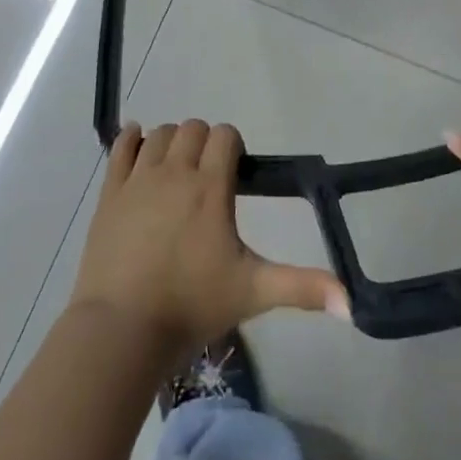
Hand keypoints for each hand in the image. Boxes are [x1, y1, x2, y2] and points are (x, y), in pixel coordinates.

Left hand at [70, 120, 348, 358]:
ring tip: (176, 170)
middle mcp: (175, 171)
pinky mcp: (110, 193)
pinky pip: (120, 147)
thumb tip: (350, 303)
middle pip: (193, 128)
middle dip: (204, 142)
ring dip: (171, 142)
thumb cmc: (191, 306)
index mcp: (211, 187)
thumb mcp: (253, 293)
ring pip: (159, 134)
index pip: (225, 135)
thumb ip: (302, 288)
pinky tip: (137, 143)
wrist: (121, 331)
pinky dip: (131, 139)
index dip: (233, 145)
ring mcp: (138, 180)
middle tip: (207, 175)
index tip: (234, 171)